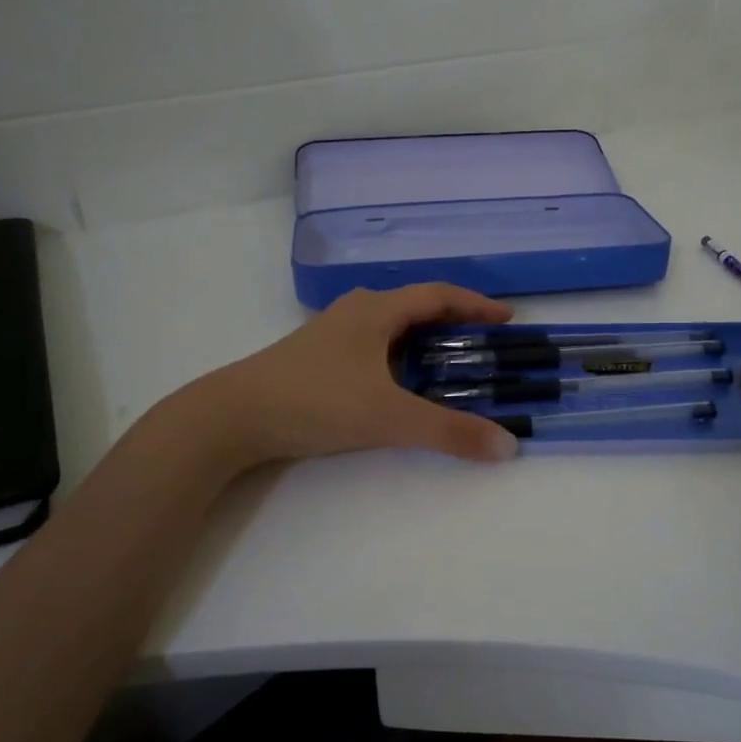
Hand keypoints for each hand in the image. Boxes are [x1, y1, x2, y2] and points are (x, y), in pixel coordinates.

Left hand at [186, 284, 521, 467]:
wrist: (232, 416)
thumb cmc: (316, 401)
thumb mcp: (389, 416)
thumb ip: (448, 432)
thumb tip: (507, 446)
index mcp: (376, 309)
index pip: (439, 295)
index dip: (477, 304)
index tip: (508, 320)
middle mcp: (356, 311)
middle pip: (417, 307)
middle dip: (454, 323)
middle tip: (484, 347)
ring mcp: (333, 333)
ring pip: (392, 328)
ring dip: (425, 342)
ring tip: (451, 367)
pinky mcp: (318, 357)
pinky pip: (374, 346)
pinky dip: (400, 358)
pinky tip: (402, 385)